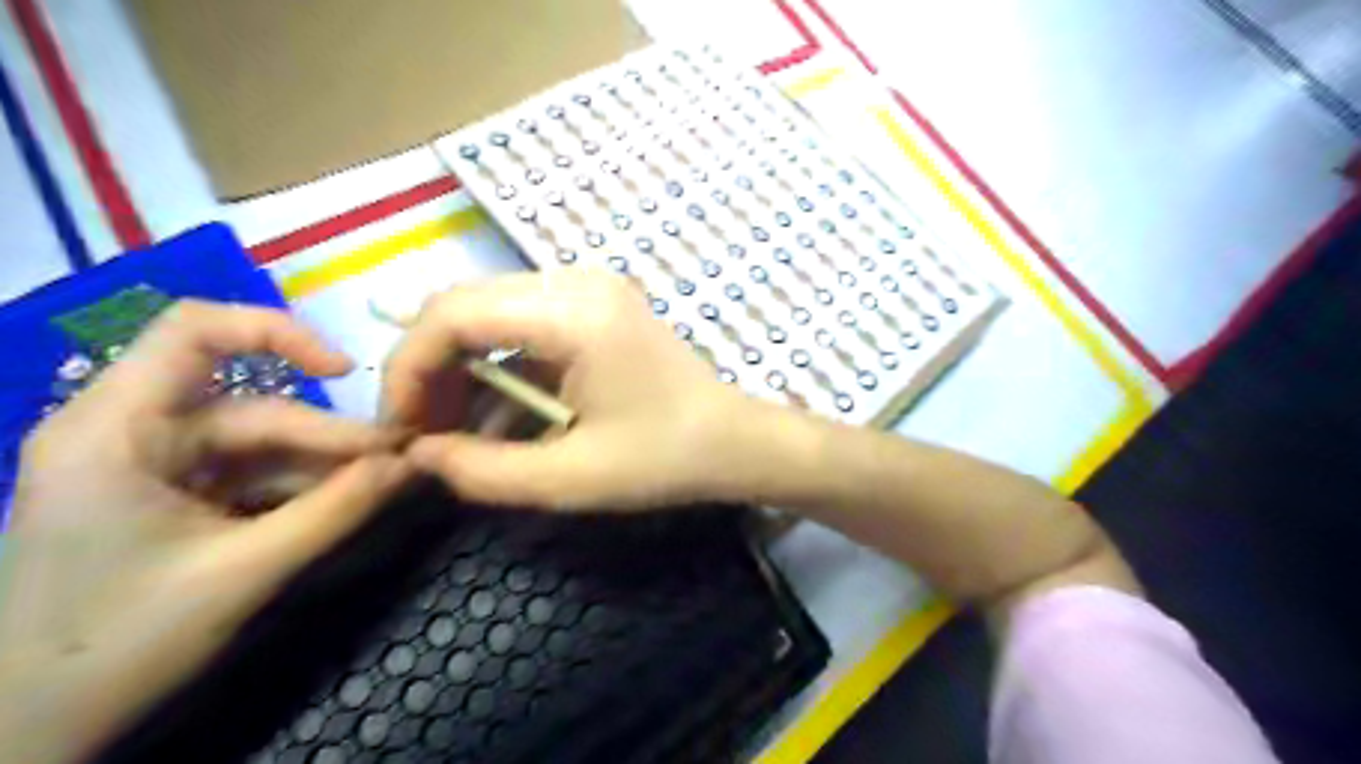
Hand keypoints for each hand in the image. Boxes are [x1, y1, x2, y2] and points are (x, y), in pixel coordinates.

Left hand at [0, 301, 408, 761]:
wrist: (30, 737)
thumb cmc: (115, 649)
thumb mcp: (244, 572)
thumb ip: (338, 511)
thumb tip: (416, 463)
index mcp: (116, 430)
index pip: (194, 332)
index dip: (278, 332)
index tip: (346, 372)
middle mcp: (131, 433)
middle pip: (253, 409)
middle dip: (330, 440)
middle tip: (403, 463)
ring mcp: (152, 468)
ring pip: (260, 448)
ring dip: (323, 469)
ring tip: (386, 488)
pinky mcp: (170, 499)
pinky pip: (251, 478)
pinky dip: (300, 490)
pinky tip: (345, 506)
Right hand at [384, 268, 763, 513]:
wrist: (735, 440)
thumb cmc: (665, 460)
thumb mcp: (571, 479)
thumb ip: (483, 471)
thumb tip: (416, 455)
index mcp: (574, 314)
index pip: (452, 314)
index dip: (409, 369)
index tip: (401, 428)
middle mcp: (577, 281)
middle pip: (463, 304)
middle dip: (430, 368)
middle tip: (425, 432)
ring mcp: (589, 287)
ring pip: (488, 312)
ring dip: (461, 367)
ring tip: (455, 429)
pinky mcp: (595, 304)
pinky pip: (521, 323)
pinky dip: (497, 365)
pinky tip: (496, 413)